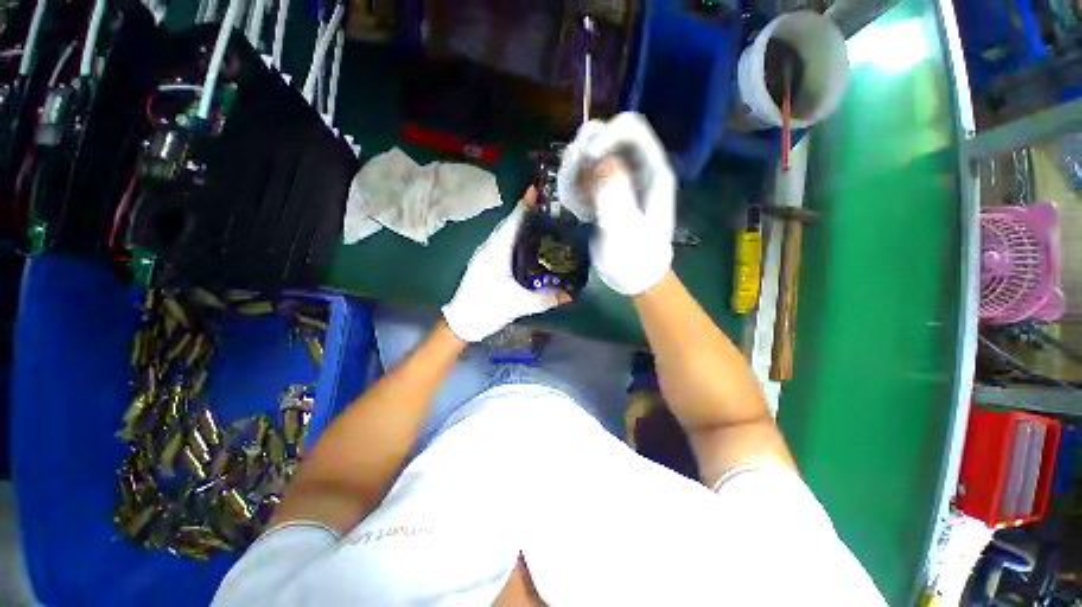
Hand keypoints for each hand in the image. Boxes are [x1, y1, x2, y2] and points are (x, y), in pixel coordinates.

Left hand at [442, 188, 568, 341]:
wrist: (461, 322)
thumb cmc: (487, 308)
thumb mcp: (518, 304)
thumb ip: (544, 299)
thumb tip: (569, 296)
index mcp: (496, 252)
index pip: (513, 222)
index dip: (525, 205)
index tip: (536, 189)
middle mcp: (489, 248)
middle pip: (509, 224)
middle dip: (526, 212)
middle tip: (547, 207)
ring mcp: (484, 255)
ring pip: (504, 233)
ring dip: (520, 224)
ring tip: (540, 221)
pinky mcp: (484, 264)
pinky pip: (502, 243)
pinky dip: (515, 237)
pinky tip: (526, 244)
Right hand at [581, 113, 675, 295]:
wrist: (635, 277)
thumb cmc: (635, 259)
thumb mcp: (624, 232)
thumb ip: (614, 197)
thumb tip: (601, 160)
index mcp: (653, 173)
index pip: (633, 131)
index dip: (607, 134)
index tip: (586, 157)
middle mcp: (638, 170)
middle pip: (609, 138)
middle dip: (585, 152)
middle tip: (571, 180)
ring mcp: (622, 180)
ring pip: (593, 156)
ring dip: (577, 170)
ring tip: (573, 199)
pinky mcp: (609, 192)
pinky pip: (587, 176)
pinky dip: (576, 184)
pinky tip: (575, 205)